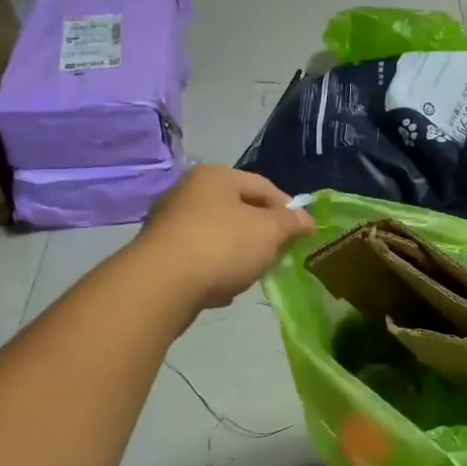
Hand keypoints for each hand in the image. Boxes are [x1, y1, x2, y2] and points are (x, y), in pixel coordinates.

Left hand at [137, 165, 315, 312]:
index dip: (288, 209)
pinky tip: (222, 289)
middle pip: (240, 210)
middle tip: (278, 256)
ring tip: (251, 275)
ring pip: (219, 235)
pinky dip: (214, 270)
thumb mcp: (270, 232)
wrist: (162, 284)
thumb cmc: (222, 246)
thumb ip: (292, 223)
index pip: (264, 186)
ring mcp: (170, 222)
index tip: (302, 234)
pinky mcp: (159, 253)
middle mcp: (189, 191)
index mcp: (216, 176)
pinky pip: (199, 258)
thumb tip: (307, 219)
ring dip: (239, 254)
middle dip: (262, 234)